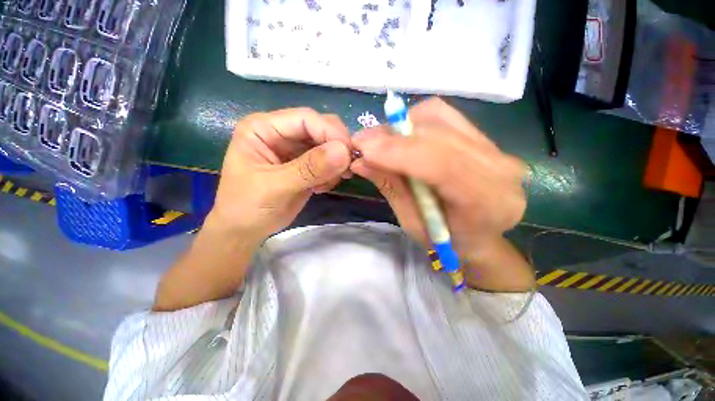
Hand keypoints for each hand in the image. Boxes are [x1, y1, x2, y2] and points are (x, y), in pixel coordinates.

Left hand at [207, 108, 352, 243]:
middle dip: (337, 147)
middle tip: (345, 171)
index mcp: (264, 127)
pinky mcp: (306, 165)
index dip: (330, 132)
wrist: (245, 229)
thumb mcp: (276, 187)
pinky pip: (329, 161)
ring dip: (336, 163)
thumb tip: (344, 152)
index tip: (348, 155)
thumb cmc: (248, 207)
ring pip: (329, 144)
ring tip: (326, 184)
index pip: (306, 118)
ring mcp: (295, 149)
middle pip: (321, 128)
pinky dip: (333, 173)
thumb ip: (310, 169)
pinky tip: (321, 188)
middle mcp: (281, 133)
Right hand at [351, 98, 527, 259]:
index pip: (444, 165)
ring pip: (440, 118)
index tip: (364, 149)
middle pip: (440, 135)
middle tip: (363, 143)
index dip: (400, 152)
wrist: (478, 237)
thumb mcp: (412, 223)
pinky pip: (443, 116)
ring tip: (381, 143)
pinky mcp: (483, 137)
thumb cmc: (445, 241)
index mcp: (487, 203)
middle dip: (394, 136)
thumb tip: (360, 161)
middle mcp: (500, 169)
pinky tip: (402, 139)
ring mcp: (495, 148)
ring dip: (402, 126)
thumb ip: (391, 188)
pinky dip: (415, 122)